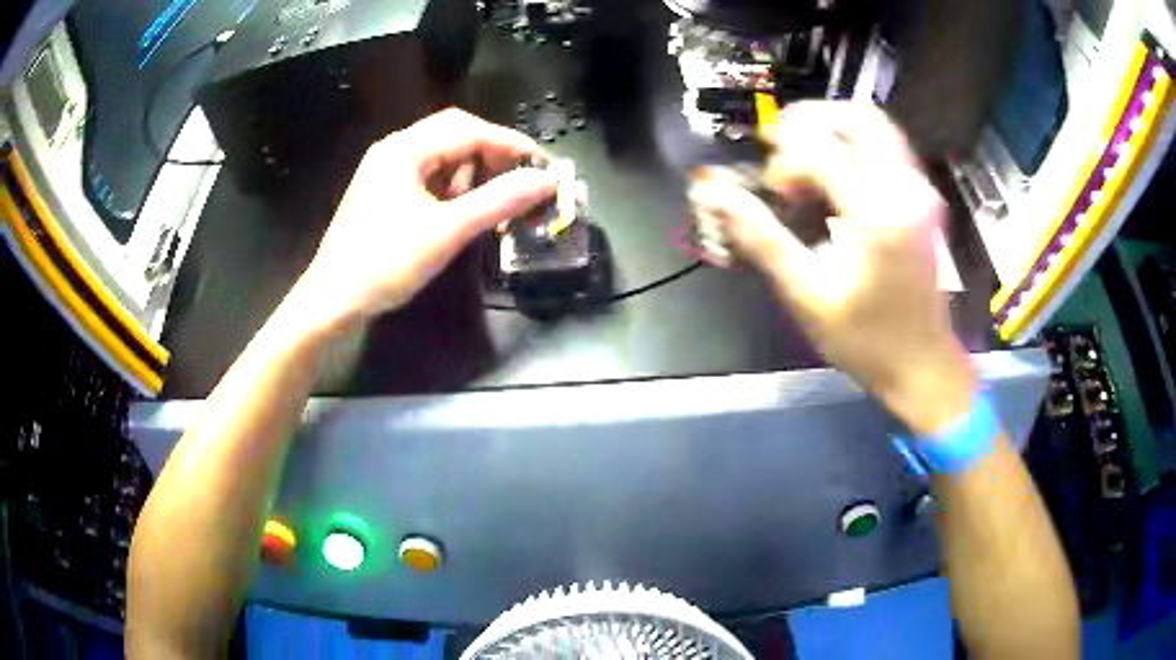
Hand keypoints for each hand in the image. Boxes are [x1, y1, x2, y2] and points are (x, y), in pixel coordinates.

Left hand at [293, 108, 555, 330]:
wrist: (333, 302)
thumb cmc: (386, 262)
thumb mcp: (448, 230)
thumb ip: (499, 200)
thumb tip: (547, 180)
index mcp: (405, 148)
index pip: (469, 129)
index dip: (511, 144)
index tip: (545, 166)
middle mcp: (395, 150)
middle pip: (455, 135)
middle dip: (492, 155)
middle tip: (521, 180)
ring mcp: (386, 172)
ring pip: (442, 157)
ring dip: (473, 173)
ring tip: (493, 203)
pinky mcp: (385, 194)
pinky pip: (428, 178)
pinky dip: (453, 189)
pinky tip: (463, 212)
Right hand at [689, 101, 975, 434]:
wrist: (923, 365)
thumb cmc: (866, 339)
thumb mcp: (807, 295)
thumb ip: (761, 238)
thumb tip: (713, 193)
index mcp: (877, 213)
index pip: (820, 150)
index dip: (784, 158)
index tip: (769, 189)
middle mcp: (905, 189)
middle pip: (859, 116)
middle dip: (812, 119)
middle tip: (780, 145)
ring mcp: (921, 192)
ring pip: (877, 127)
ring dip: (834, 130)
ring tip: (804, 159)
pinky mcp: (925, 200)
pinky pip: (889, 149)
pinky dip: (856, 147)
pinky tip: (836, 177)